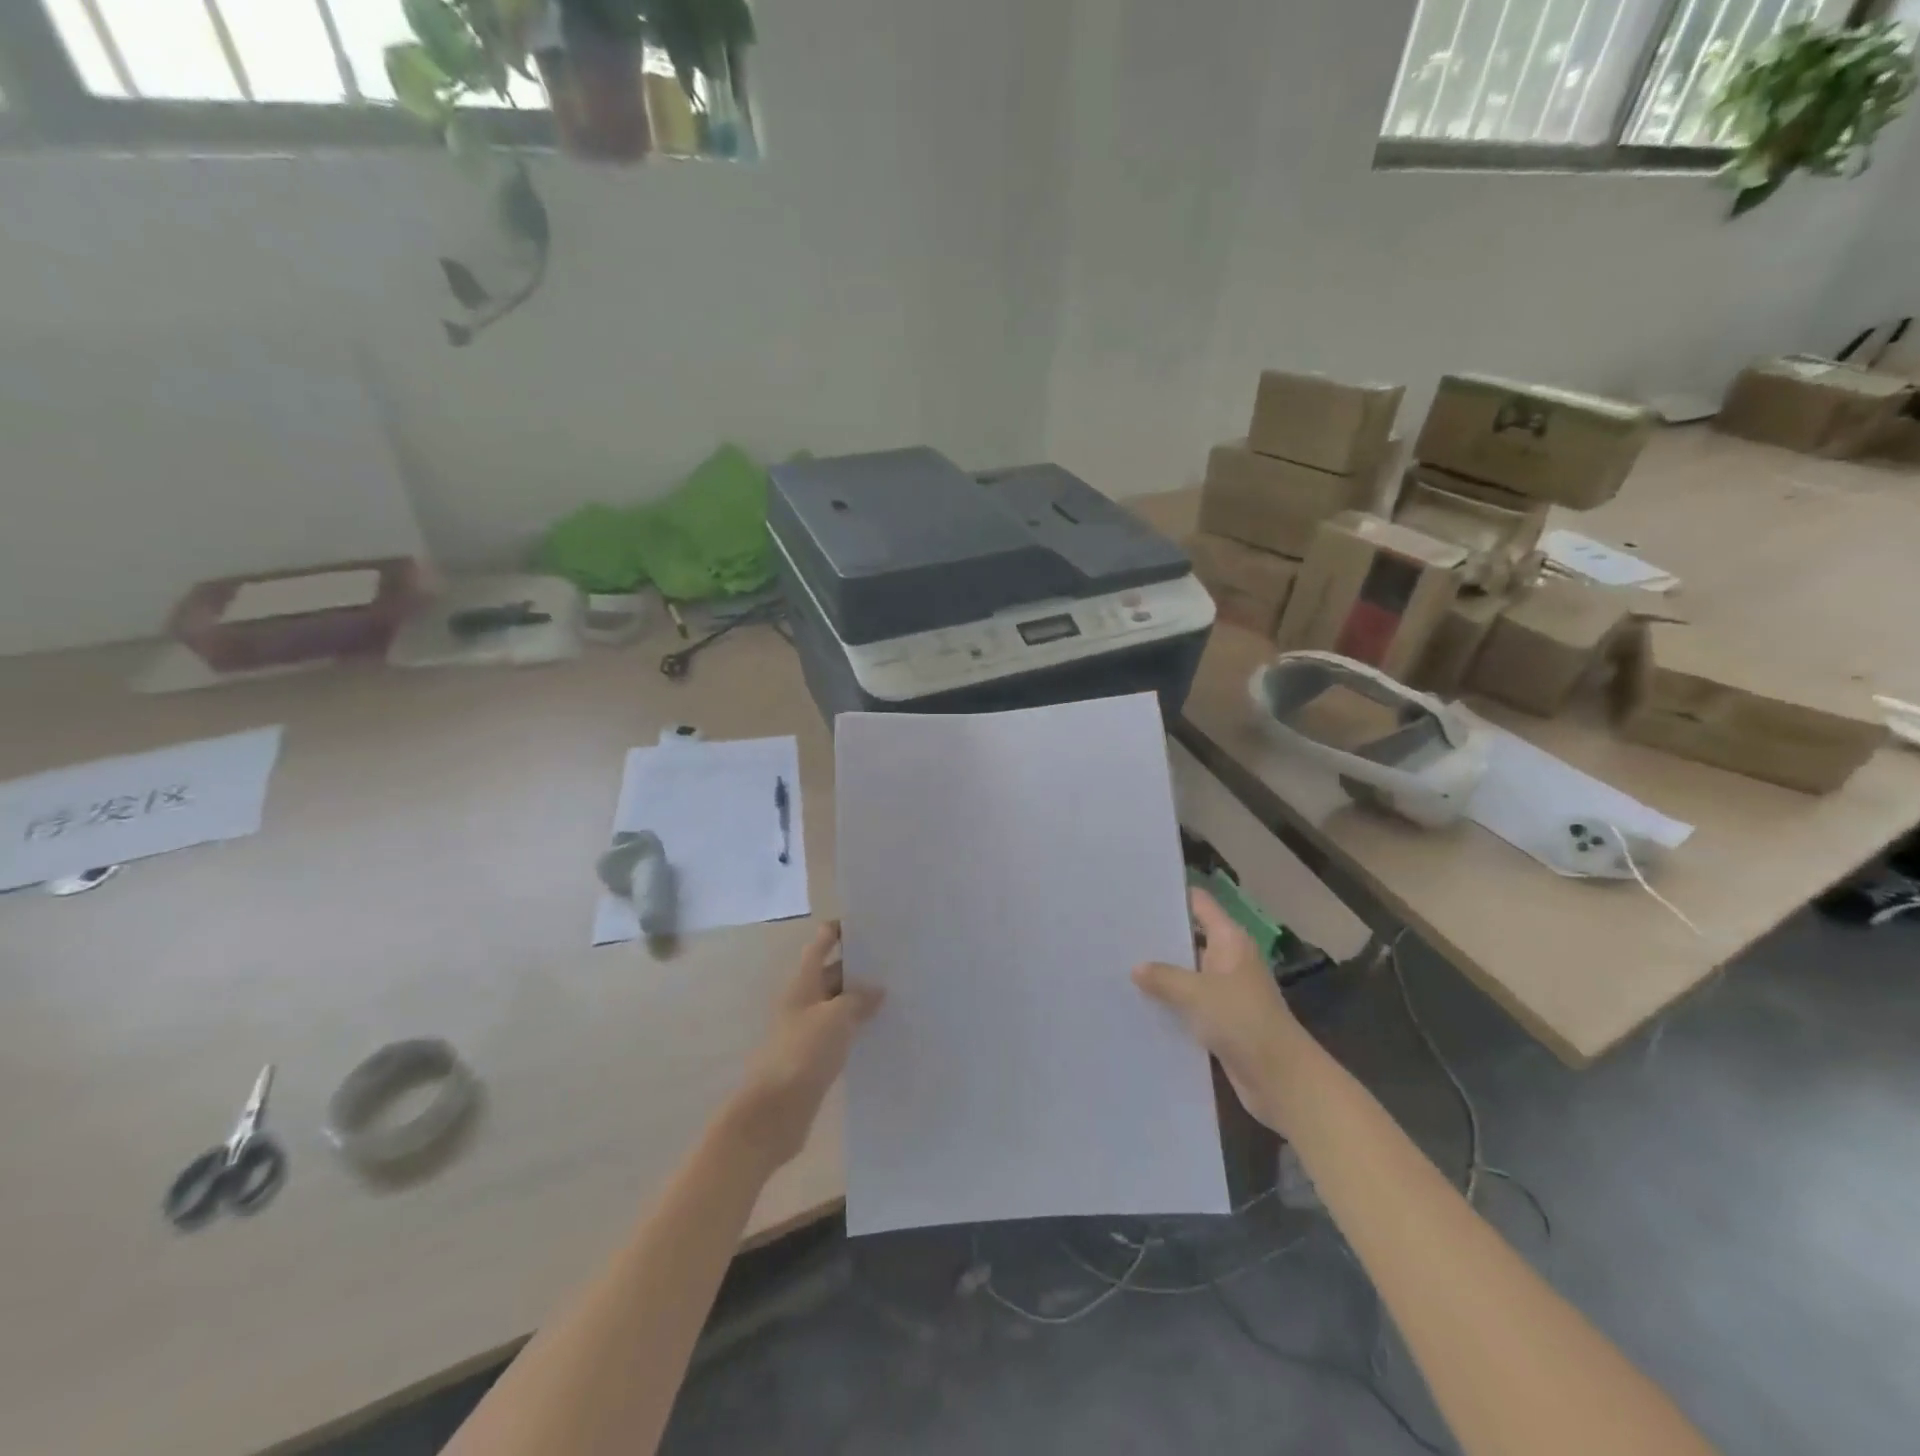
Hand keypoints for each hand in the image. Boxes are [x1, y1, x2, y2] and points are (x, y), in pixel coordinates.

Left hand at [726, 922, 883, 1169]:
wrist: (773, 1113)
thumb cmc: (802, 1054)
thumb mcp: (836, 1018)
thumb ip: (857, 1000)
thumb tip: (876, 990)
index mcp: (803, 984)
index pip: (819, 945)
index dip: (838, 931)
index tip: (866, 923)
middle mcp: (803, 1002)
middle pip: (831, 975)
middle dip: (858, 967)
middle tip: (895, 962)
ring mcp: (807, 1032)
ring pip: (838, 1006)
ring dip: (861, 1000)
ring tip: (897, 994)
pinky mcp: (814, 1060)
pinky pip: (839, 1034)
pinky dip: (857, 1029)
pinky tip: (881, 1032)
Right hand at [1133, 889, 1309, 1135]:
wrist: (1281, 1079)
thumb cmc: (1243, 1021)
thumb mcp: (1197, 993)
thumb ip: (1164, 977)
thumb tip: (1137, 968)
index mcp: (1230, 941)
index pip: (1199, 904)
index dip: (1172, 895)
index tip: (1138, 891)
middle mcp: (1229, 960)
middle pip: (1190, 937)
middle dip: (1159, 935)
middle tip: (1117, 929)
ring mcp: (1226, 991)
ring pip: (1187, 972)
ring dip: (1162, 972)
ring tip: (1120, 962)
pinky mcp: (1222, 1020)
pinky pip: (1190, 1003)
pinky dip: (1170, 1002)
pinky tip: (1138, 1002)